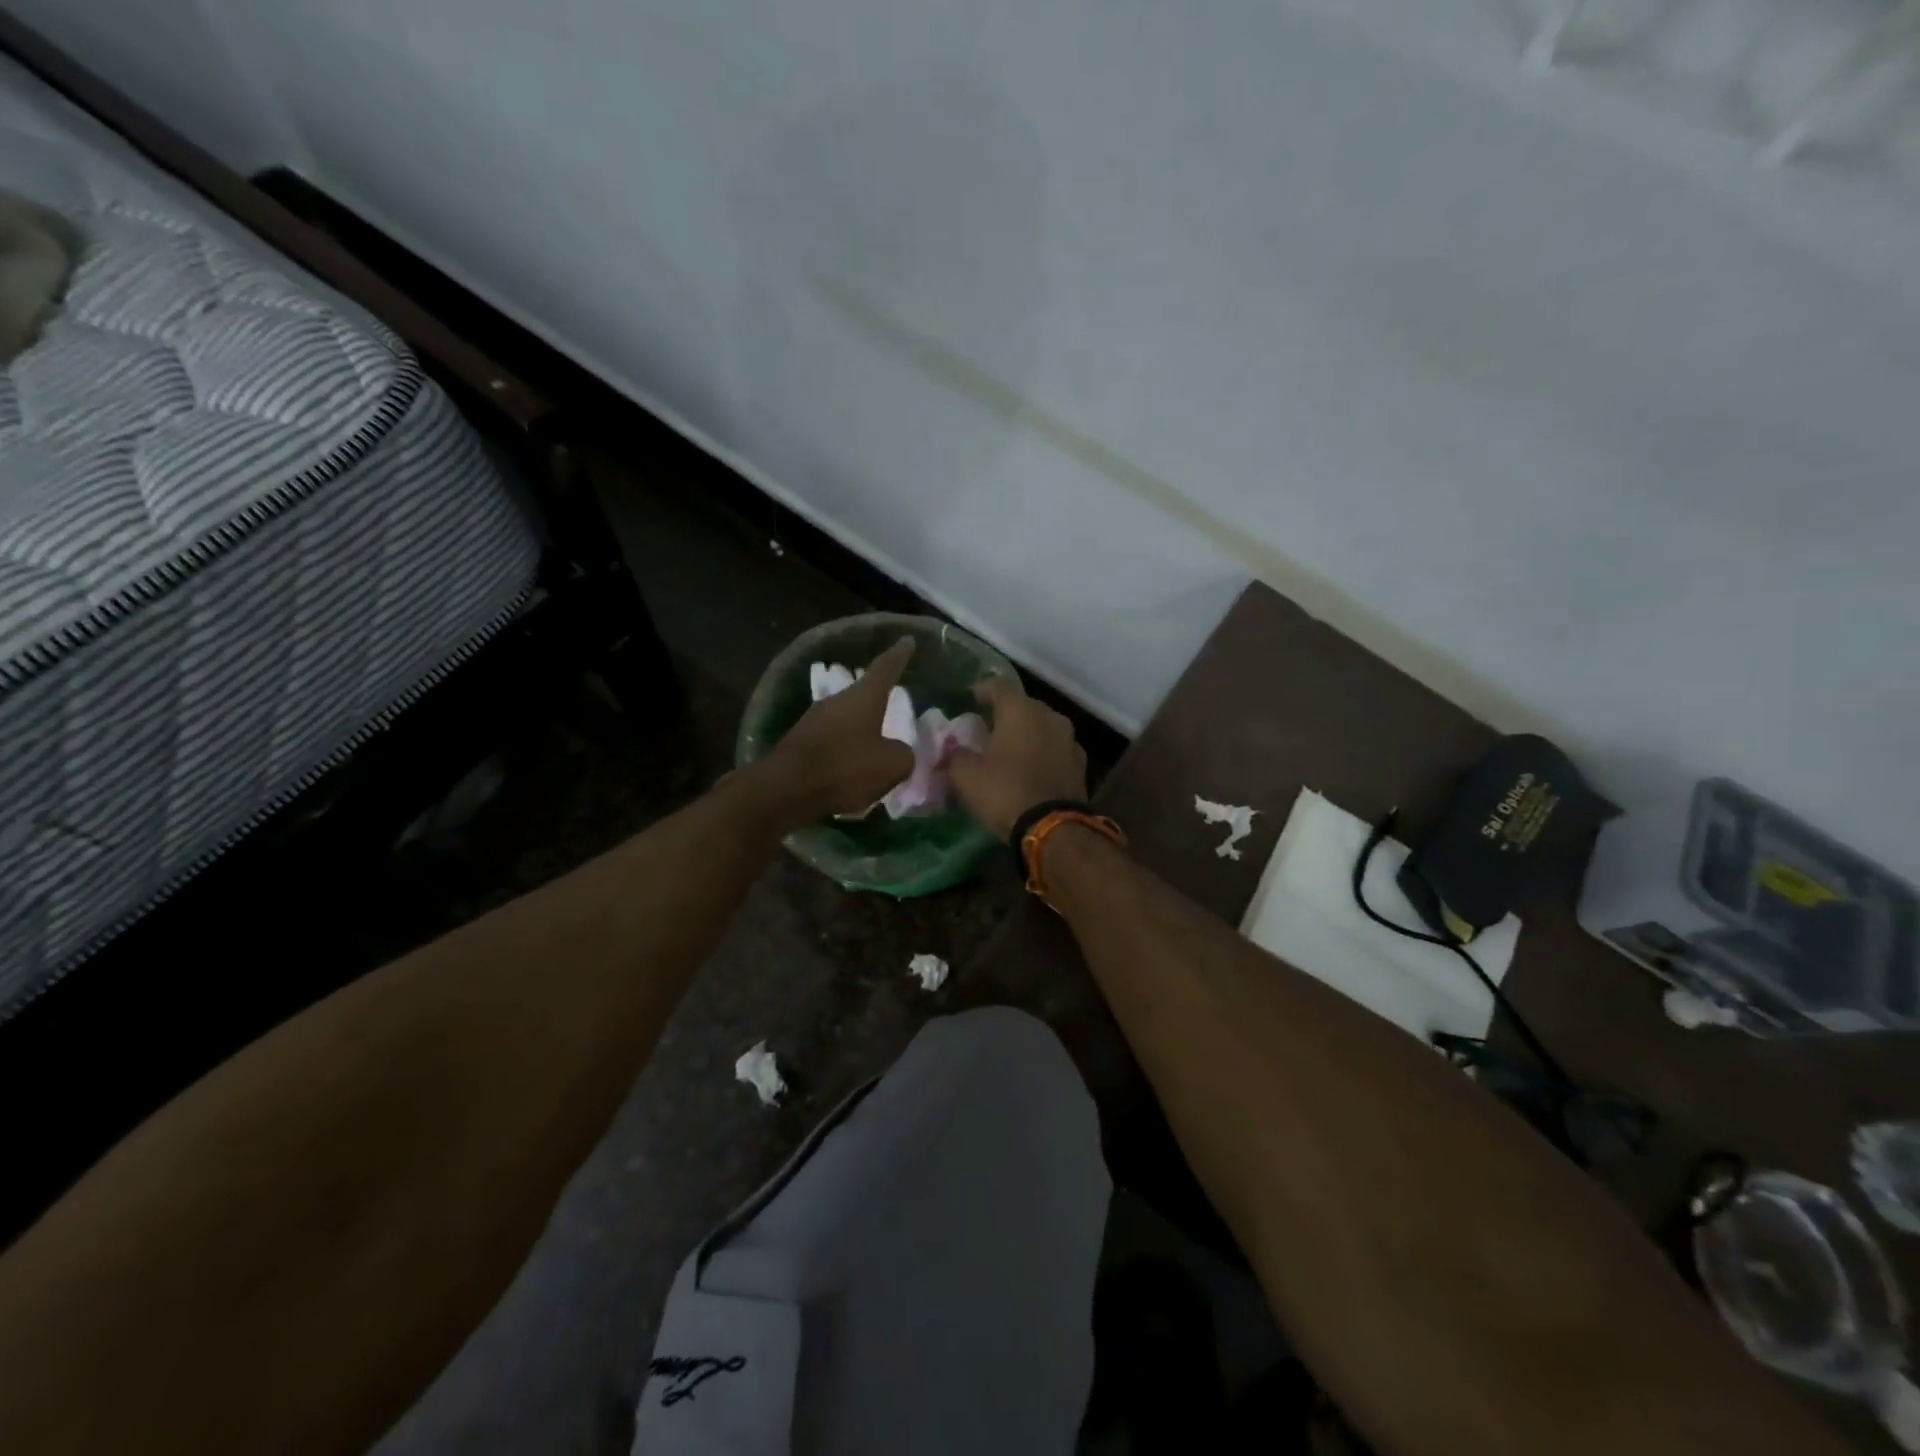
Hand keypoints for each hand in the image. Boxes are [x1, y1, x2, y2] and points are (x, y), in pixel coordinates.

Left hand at [759, 638, 916, 822]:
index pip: (885, 668)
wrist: (787, 790)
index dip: (898, 655)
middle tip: (892, 703)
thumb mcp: (892, 765)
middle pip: (862, 694)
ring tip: (873, 744)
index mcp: (863, 697)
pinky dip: (844, 750)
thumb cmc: (845, 768)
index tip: (906, 640)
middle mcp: (836, 701)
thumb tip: (898, 752)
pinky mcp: (799, 743)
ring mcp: (813, 721)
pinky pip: (830, 741)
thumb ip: (903, 754)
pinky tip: (850, 768)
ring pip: (845, 719)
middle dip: (877, 700)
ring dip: (859, 728)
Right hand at [948, 675, 1087, 838]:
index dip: (982, 690)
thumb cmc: (1005, 791)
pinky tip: (1030, 769)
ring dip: (1026, 735)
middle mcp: (1050, 716)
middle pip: (1024, 706)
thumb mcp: (966, 775)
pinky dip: (1041, 754)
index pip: (999, 686)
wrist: (1053, 828)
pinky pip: (1055, 751)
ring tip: (1009, 750)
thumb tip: (952, 752)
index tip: (970, 699)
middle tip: (987, 728)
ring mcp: (1070, 740)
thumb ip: (955, 756)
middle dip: (1005, 714)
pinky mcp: (1081, 766)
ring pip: (1042, 728)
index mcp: (1021, 710)